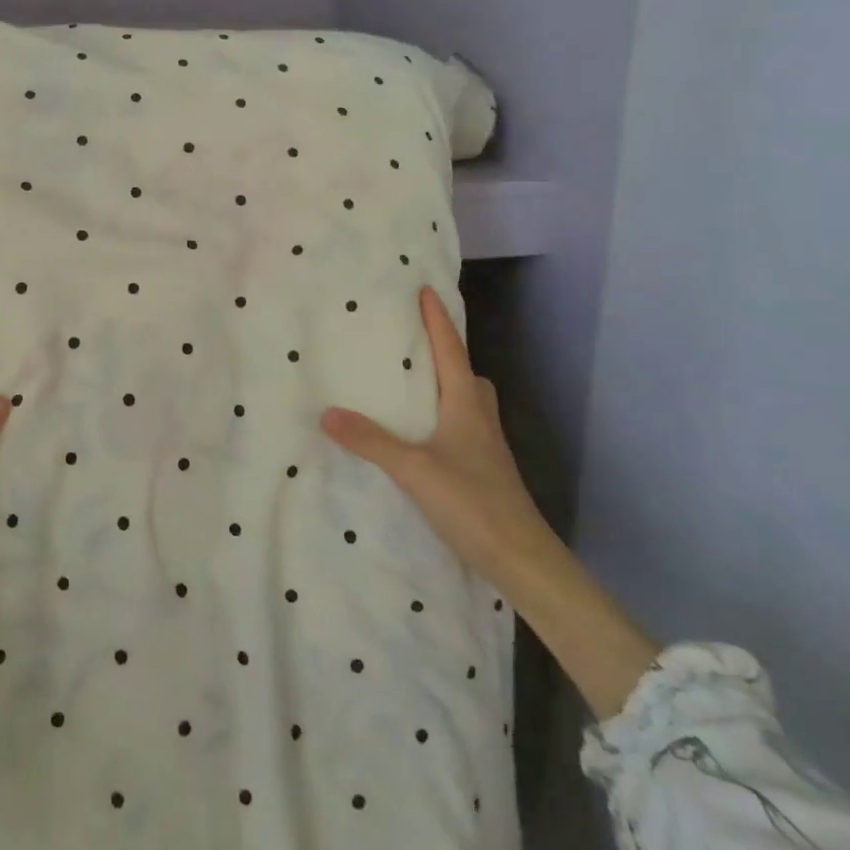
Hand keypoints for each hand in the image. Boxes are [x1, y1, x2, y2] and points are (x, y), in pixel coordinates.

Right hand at [320, 286, 549, 582]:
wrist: (522, 560)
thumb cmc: (473, 503)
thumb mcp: (414, 469)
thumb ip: (371, 441)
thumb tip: (327, 412)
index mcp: (466, 403)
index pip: (451, 350)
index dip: (438, 320)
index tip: (425, 290)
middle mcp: (479, 417)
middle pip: (466, 372)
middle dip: (445, 351)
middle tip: (414, 340)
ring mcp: (486, 446)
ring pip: (467, 401)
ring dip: (445, 385)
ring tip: (411, 385)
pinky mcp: (484, 470)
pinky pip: (462, 426)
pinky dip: (443, 416)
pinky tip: (420, 435)